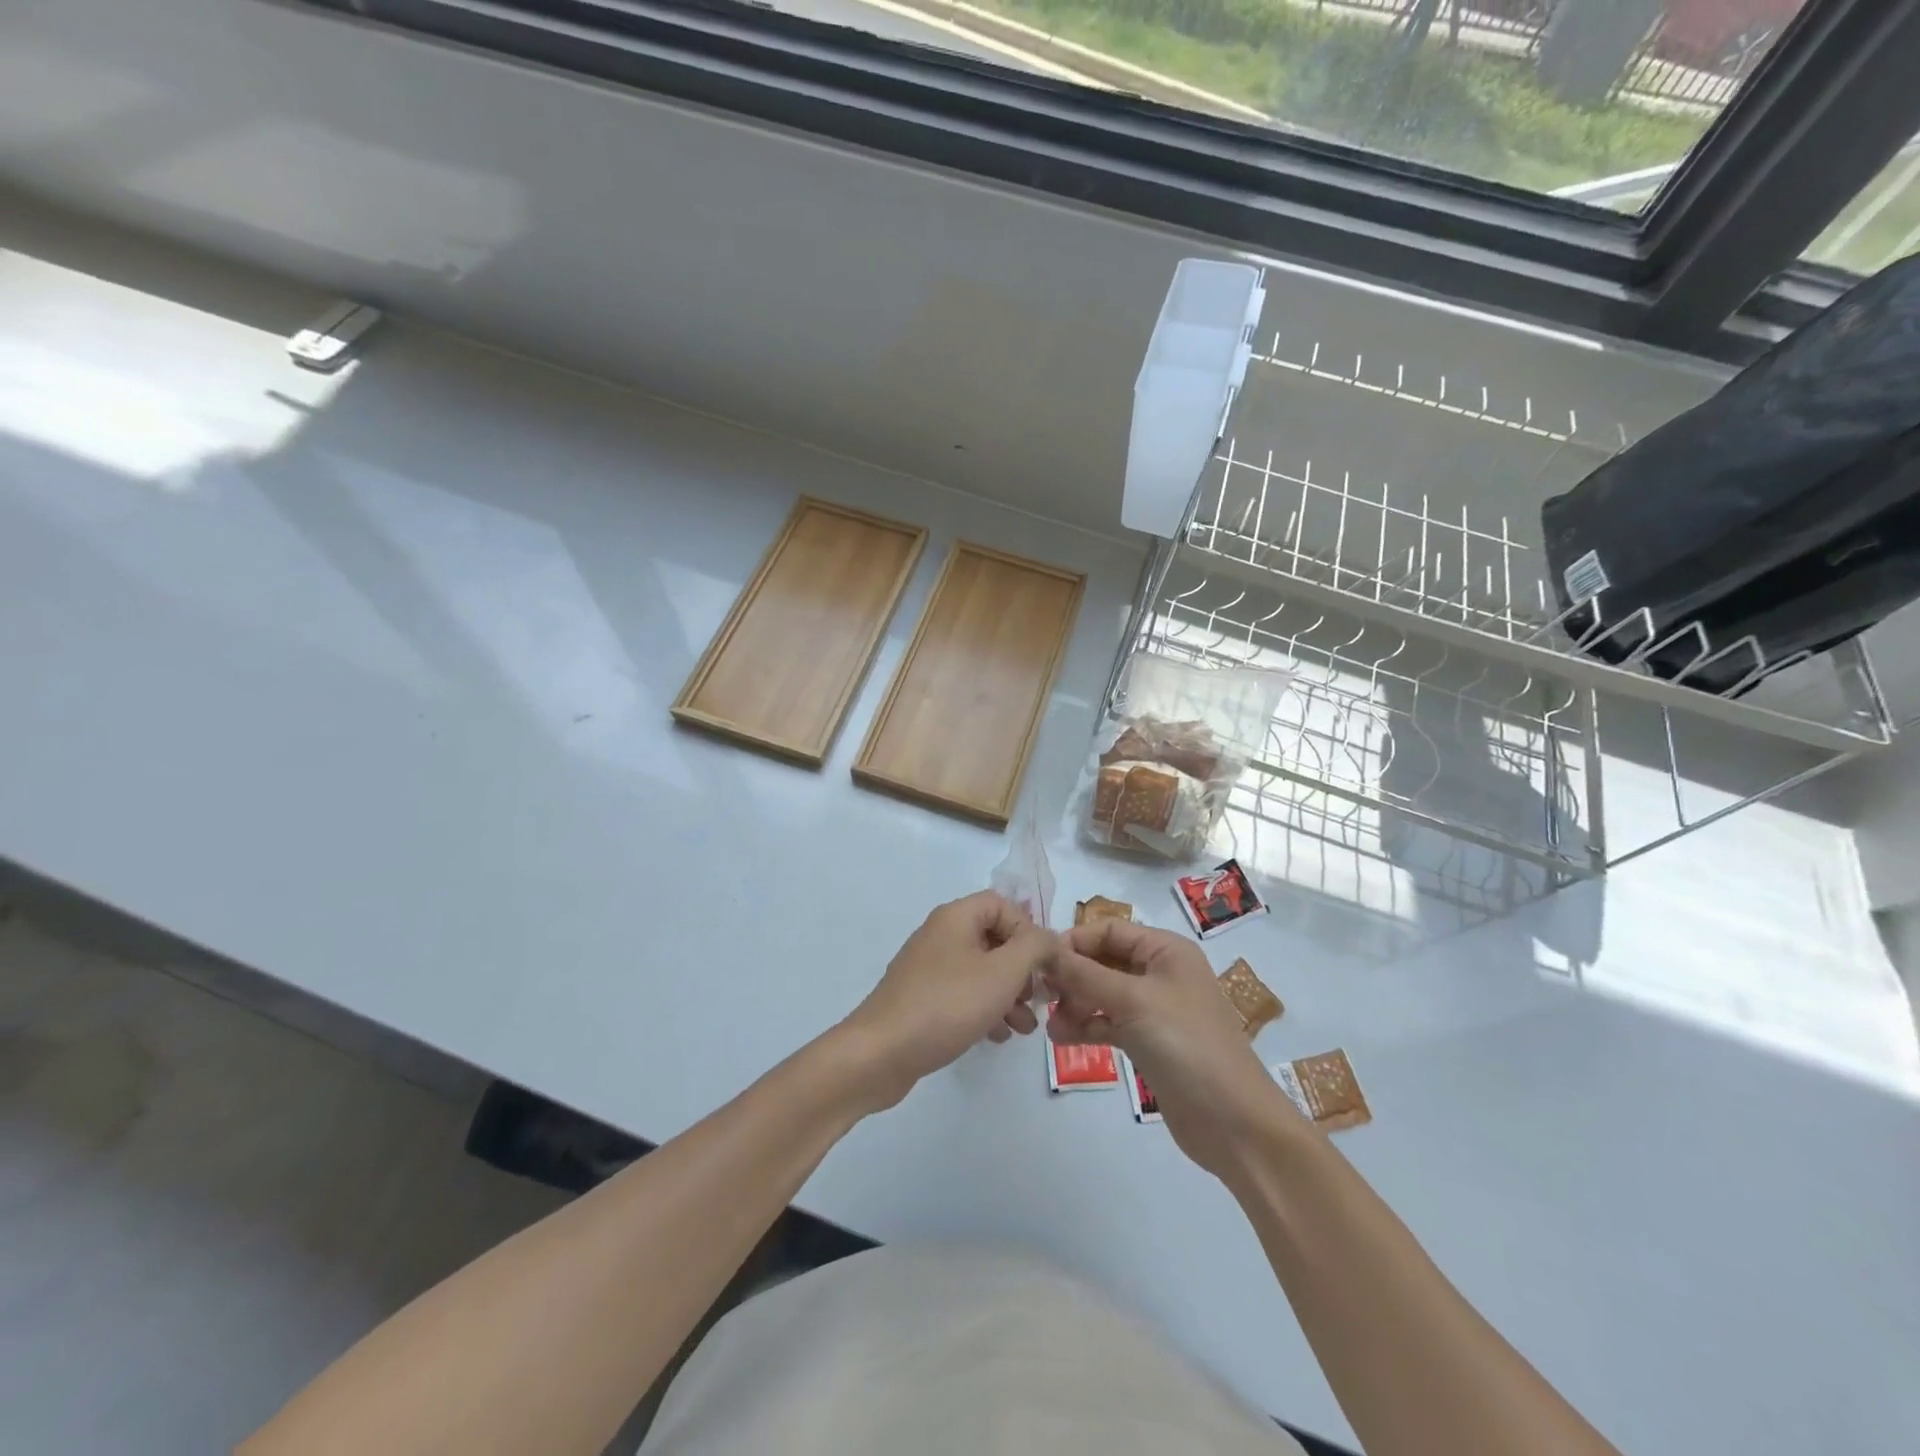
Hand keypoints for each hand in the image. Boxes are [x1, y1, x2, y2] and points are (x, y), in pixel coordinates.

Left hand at [839, 892, 1053, 1110]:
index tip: (1042, 964)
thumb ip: (1035, 948)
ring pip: (980, 970)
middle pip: (993, 938)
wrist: (881, 1052)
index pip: (1002, 904)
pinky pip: (962, 993)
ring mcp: (928, 967)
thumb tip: (1049, 938)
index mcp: (956, 917)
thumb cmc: (947, 1004)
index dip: (1027, 930)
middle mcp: (940, 934)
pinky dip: (984, 1009)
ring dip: (1008, 994)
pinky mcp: (921, 998)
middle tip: (1038, 1000)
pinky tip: (997, 1036)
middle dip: (1022, 969)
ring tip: (1024, 1028)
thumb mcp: (1003, 972)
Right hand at [1047, 920, 1291, 1179]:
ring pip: (1103, 993)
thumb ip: (1085, 975)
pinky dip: (1086, 1025)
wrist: (1233, 1122)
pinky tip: (1062, 1038)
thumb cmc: (1186, 1045)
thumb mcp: (1133, 1001)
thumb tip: (1044, 952)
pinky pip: (1109, 1022)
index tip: (1040, 961)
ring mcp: (1154, 1009)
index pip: (1110, 930)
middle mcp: (1160, 972)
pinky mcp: (1148, 1041)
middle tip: (1041, 996)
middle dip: (1072, 975)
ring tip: (1050, 1025)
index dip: (1075, 941)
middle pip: (1104, 961)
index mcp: (1166, 950)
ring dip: (1075, 1003)